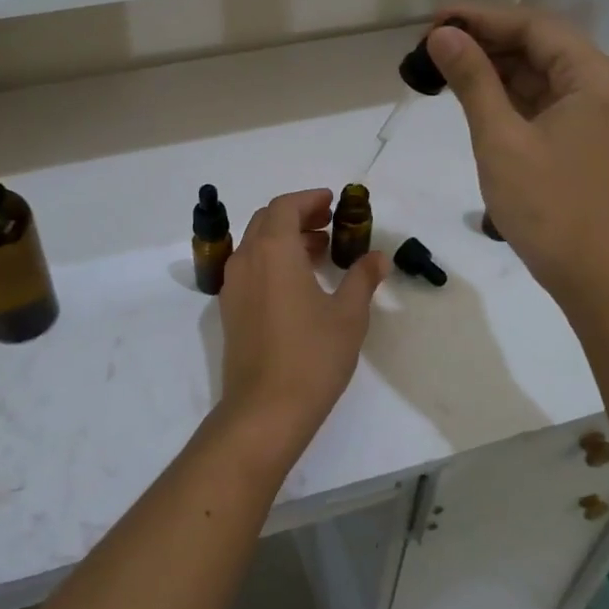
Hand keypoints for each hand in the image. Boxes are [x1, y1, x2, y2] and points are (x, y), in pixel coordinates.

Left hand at [217, 189, 386, 447]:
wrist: (265, 409)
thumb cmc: (312, 356)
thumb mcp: (349, 315)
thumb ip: (362, 279)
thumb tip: (378, 258)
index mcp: (273, 251)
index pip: (285, 207)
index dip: (309, 200)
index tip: (332, 202)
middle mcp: (247, 259)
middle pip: (267, 221)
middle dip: (297, 215)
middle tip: (328, 223)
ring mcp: (233, 286)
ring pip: (256, 244)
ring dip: (285, 238)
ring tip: (320, 251)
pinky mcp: (230, 309)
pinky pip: (250, 268)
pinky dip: (272, 260)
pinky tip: (298, 282)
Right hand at [428, 5, 608, 305]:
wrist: (593, 275)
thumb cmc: (548, 206)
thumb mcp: (501, 139)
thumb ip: (472, 80)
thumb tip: (442, 35)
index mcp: (594, 77)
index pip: (534, 26)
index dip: (482, 18)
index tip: (434, 20)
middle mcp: (601, 85)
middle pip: (538, 46)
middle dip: (485, 41)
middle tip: (431, 45)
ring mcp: (594, 113)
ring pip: (538, 74)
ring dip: (493, 69)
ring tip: (442, 67)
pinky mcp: (582, 138)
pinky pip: (541, 101)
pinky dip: (507, 96)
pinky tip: (471, 95)